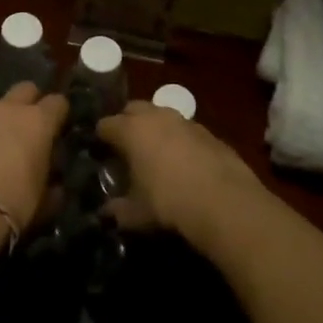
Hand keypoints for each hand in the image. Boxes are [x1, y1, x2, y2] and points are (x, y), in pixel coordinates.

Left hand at [0, 83, 66, 253]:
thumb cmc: (13, 204)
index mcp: (38, 121)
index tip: (59, 131)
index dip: (60, 115)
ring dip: (4, 116)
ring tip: (2, 143)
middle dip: (31, 103)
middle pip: (27, 89)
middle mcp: (10, 109)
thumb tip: (54, 185)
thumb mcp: (44, 201)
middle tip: (31, 129)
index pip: (58, 102)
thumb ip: (52, 185)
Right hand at [96, 100, 263, 237]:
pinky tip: (182, 162)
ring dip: (154, 128)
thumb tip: (106, 212)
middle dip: (126, 122)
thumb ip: (116, 210)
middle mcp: (156, 116)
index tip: (98, 151)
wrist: (224, 201)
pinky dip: (178, 140)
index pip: (105, 125)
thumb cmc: (168, 202)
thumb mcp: (135, 214)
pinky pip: (184, 130)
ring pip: (161, 116)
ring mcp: (184, 121)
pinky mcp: (208, 132)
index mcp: (131, 130)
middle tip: (124, 146)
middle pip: (133, 109)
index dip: (99, 138)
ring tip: (154, 153)